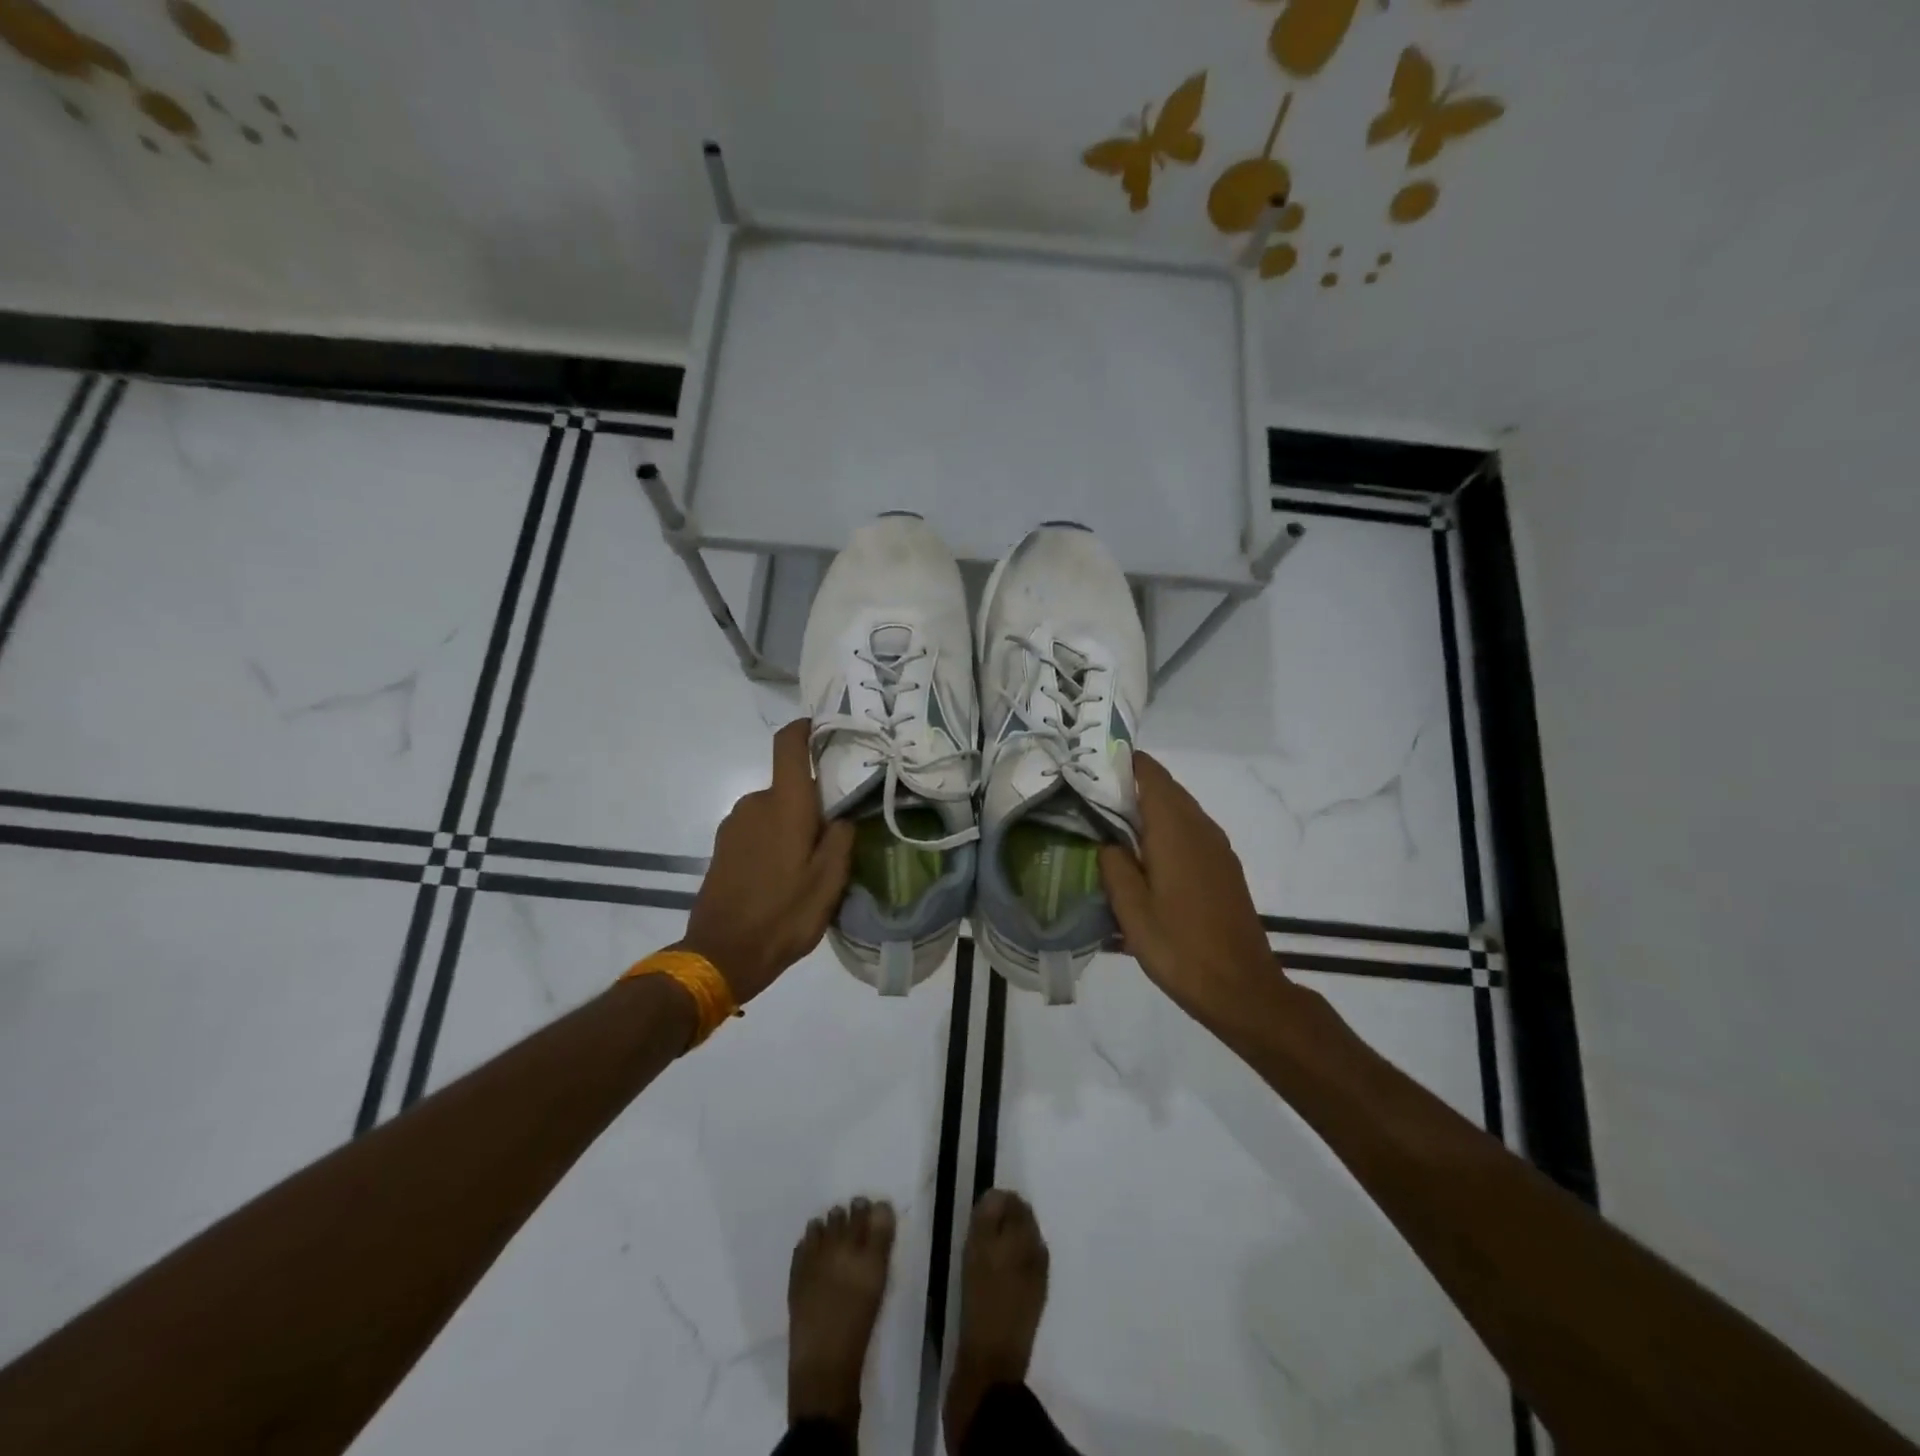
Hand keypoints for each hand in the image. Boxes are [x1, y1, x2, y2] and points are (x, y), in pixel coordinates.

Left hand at [676, 720, 855, 1004]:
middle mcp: (756, 803)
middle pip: (790, 785)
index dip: (805, 728)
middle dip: (812, 802)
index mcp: (785, 804)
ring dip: (793, 825)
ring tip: (810, 864)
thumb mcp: (829, 881)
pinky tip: (783, 877)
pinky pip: (757, 829)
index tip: (825, 729)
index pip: (788, 745)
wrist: (721, 954)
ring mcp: (734, 825)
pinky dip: (774, 841)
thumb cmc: (783, 915)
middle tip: (835, 834)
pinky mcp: (723, 846)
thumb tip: (841, 815)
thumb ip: (841, 837)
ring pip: (774, 810)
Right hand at [1099, 752, 1277, 1026]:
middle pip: (1165, 788)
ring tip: (1110, 823)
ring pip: (1179, 809)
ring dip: (1148, 808)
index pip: (1150, 774)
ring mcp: (1217, 847)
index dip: (1122, 762)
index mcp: (1175, 830)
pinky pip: (1190, 831)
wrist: (1241, 988)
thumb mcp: (1131, 910)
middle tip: (1090, 795)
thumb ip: (1114, 865)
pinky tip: (1144, 855)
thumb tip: (1107, 840)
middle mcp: (1200, 828)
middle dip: (1130, 784)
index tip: (1090, 766)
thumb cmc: (1179, 947)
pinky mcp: (1224, 867)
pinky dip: (1165, 828)